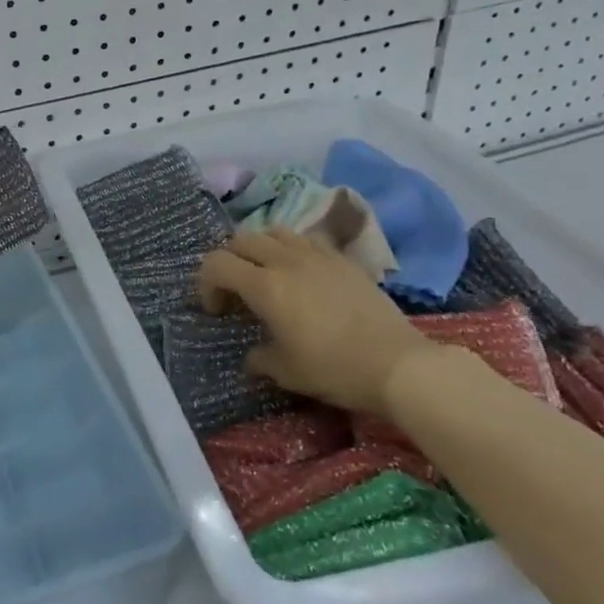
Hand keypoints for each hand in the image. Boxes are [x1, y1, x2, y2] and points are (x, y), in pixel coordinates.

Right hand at [196, 228, 433, 413]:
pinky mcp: (343, 258)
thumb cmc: (334, 368)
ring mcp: (317, 254)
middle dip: (229, 261)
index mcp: (264, 286)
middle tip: (236, 291)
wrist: (398, 364)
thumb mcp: (286, 372)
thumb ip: (259, 358)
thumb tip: (252, 356)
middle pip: (241, 240)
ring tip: (268, 275)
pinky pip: (306, 239)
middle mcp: (285, 260)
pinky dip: (292, 249)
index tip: (217, 310)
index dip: (206, 283)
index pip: (216, 264)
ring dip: (260, 249)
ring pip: (274, 231)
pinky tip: (303, 275)